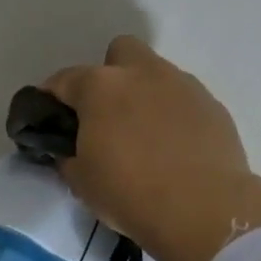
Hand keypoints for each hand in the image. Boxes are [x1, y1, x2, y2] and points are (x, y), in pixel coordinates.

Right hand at [43, 36, 260, 260]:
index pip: (63, 80)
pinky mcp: (212, 105)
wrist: (201, 209)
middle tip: (102, 114)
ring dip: (141, 95)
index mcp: (101, 87)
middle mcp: (142, 73)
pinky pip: (181, 99)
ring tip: (139, 135)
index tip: (47, 120)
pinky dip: (170, 114)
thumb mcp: (79, 178)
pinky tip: (168, 146)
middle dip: (107, 75)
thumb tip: (68, 148)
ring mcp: (182, 85)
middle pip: (119, 52)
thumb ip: (67, 153)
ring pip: (154, 74)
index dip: (50, 98)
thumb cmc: (127, 192)